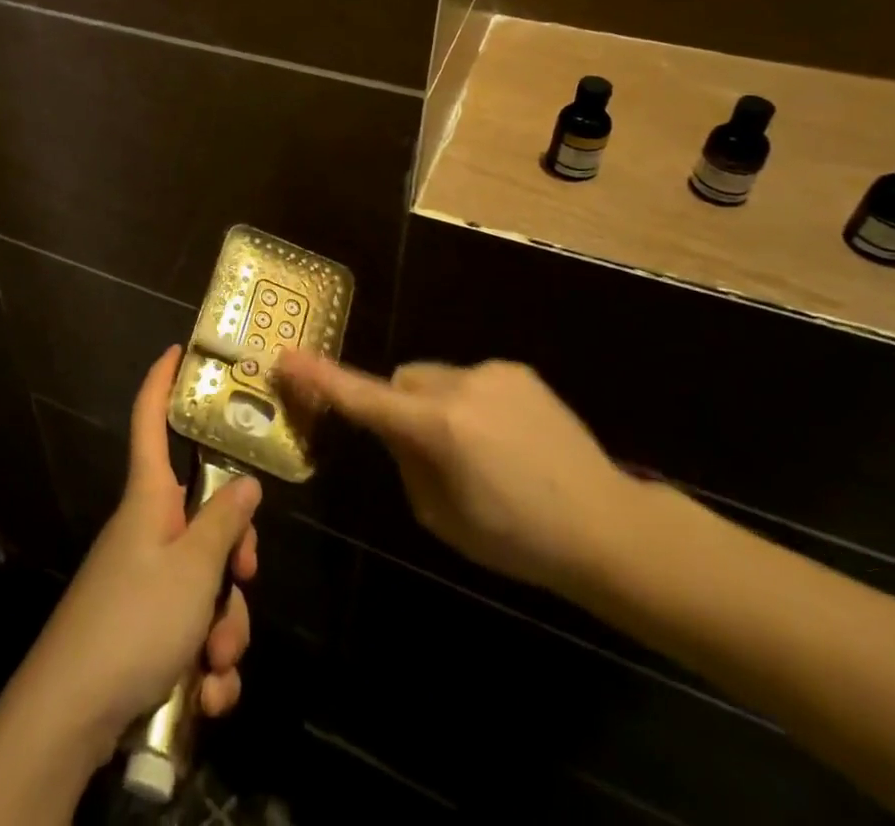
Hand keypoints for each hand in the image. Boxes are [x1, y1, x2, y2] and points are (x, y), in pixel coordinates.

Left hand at [22, 346, 259, 762]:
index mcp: (150, 499)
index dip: (162, 383)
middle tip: (243, 582)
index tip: (176, 350)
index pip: (151, 422)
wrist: (71, 716)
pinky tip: (206, 696)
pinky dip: (206, 666)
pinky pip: (193, 631)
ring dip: (225, 629)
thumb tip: (245, 482)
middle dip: (235, 561)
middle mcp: (150, 532)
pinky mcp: (147, 630)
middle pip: (206, 519)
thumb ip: (224, 523)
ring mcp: (147, 582)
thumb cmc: (133, 620)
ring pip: (208, 585)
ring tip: (214, 666)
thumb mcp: (192, 569)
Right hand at [275, 351, 641, 591]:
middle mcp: (459, 386)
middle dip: (400, 407)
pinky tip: (508, 439)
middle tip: (425, 450)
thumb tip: (396, 431)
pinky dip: (472, 402)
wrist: (607, 525)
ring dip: (439, 406)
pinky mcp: (516, 370)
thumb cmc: (516, 538)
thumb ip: (406, 463)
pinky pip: (472, 380)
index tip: (287, 357)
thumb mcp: (440, 516)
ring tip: (481, 451)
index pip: (363, 398)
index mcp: (436, 428)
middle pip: (401, 381)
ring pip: (436, 379)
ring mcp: (491, 372)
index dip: (321, 378)